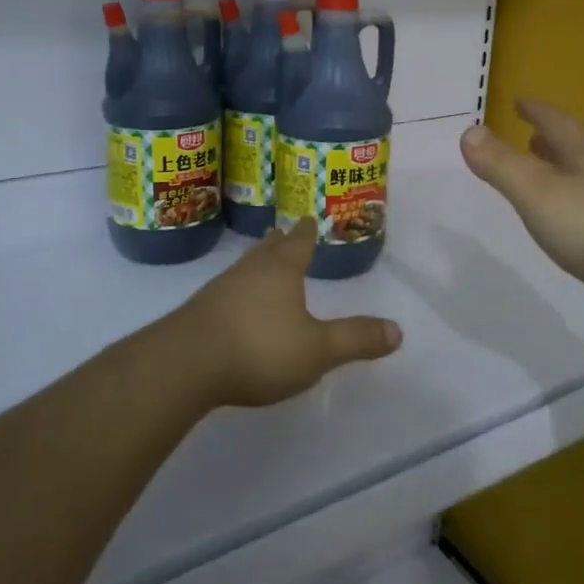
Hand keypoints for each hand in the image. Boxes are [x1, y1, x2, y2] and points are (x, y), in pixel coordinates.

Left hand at [169, 221, 402, 407]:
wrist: (184, 365)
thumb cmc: (258, 348)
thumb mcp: (317, 350)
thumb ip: (356, 339)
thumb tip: (399, 330)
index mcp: (281, 271)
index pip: (298, 243)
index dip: (307, 232)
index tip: (309, 218)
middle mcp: (249, 271)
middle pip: (267, 250)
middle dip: (279, 243)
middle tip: (283, 233)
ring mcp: (218, 290)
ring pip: (243, 269)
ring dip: (255, 264)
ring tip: (261, 264)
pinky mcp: (197, 314)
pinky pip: (224, 293)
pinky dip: (236, 292)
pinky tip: (234, 306)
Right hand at [461, 99, 583, 323]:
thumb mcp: (538, 194)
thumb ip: (502, 165)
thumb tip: (468, 130)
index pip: (556, 123)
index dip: (536, 112)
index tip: (520, 101)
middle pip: (578, 147)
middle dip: (553, 141)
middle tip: (534, 136)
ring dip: (569, 170)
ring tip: (552, 172)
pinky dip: (583, 202)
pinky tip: (581, 220)